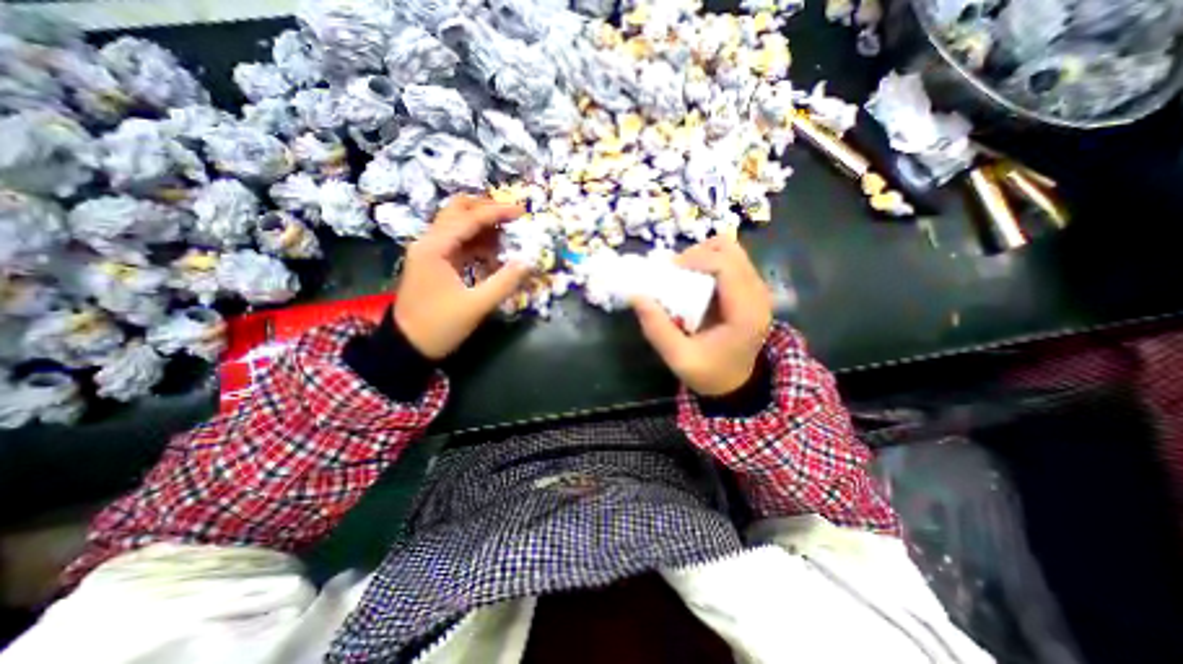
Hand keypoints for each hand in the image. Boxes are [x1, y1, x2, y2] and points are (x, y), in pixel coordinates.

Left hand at [392, 195, 531, 359]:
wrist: (407, 347)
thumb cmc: (439, 326)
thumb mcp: (476, 306)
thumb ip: (504, 282)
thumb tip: (528, 262)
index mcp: (435, 248)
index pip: (469, 219)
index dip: (497, 212)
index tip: (522, 211)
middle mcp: (429, 242)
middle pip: (458, 212)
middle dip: (487, 210)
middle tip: (513, 217)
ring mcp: (431, 252)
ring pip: (459, 226)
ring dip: (484, 227)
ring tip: (510, 235)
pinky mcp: (436, 264)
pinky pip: (459, 244)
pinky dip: (478, 244)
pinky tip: (495, 255)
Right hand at [634, 236, 771, 396]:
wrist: (736, 384)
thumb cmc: (710, 373)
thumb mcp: (679, 358)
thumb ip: (657, 329)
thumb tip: (636, 296)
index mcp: (745, 313)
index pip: (726, 266)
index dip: (695, 259)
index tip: (669, 270)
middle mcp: (758, 295)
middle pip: (731, 251)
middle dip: (698, 254)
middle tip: (675, 271)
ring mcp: (758, 290)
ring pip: (732, 252)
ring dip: (704, 256)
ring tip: (684, 274)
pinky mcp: (751, 290)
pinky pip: (732, 262)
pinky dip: (710, 263)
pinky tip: (696, 280)